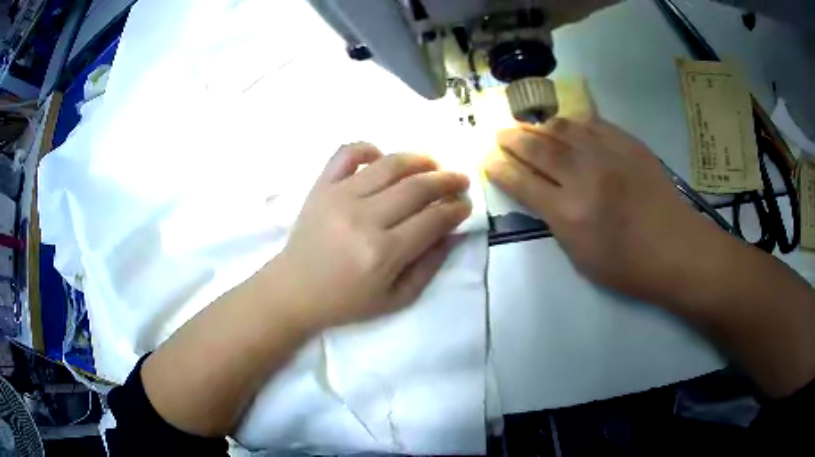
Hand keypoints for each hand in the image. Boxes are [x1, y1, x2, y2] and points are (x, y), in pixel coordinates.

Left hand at [271, 143, 470, 331]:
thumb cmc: (345, 301)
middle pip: (417, 187)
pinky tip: (381, 157)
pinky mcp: (322, 186)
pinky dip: (368, 148)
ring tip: (433, 164)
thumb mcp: (395, 299)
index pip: (433, 219)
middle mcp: (364, 218)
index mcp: (383, 252)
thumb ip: (429, 267)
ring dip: (419, 159)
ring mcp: (340, 196)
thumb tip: (452, 233)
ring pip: (389, 164)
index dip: (456, 209)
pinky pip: (347, 153)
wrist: (294, 291)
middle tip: (460, 180)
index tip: (465, 205)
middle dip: (447, 180)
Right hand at [484, 117, 726, 304]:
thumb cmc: (629, 267)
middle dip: (512, 139)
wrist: (677, 249)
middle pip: (537, 149)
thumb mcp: (582, 258)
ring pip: (563, 129)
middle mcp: (584, 177)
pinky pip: (593, 123)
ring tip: (529, 126)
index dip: (500, 168)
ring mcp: (608, 155)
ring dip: (540, 126)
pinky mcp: (629, 144)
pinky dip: (574, 122)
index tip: (487, 159)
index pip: (522, 182)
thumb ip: (557, 222)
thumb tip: (542, 194)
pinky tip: (567, 124)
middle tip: (499, 133)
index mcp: (569, 214)